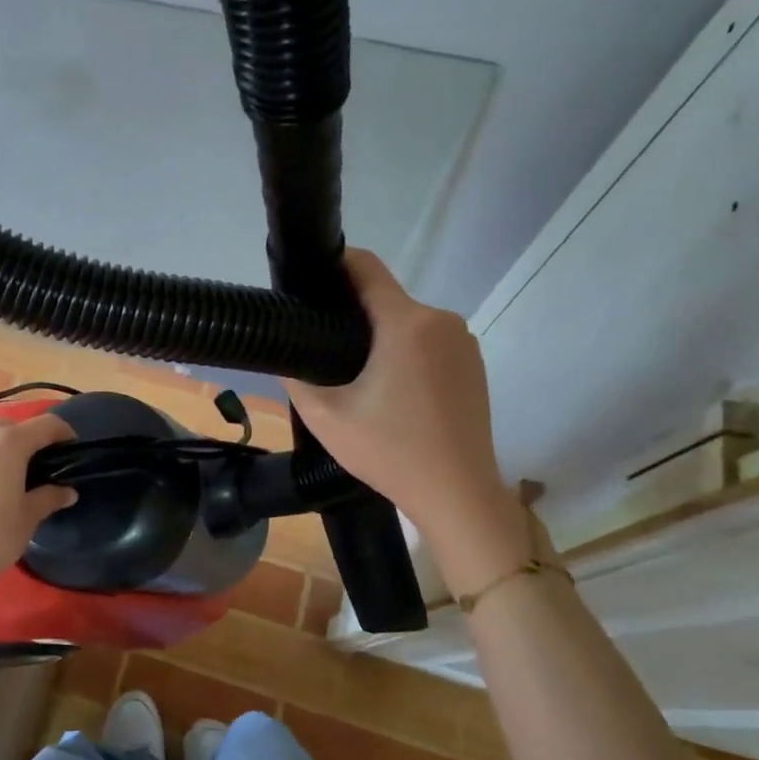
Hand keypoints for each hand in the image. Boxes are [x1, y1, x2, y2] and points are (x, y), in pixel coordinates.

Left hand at [0, 412, 77, 600]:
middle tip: (39, 467)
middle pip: (14, 425)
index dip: (64, 434)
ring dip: (1, 444)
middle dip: (30, 440)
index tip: (71, 451)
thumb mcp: (28, 517)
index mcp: (10, 441)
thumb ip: (49, 497)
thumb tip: (67, 491)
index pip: (47, 424)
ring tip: (9, 472)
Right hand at [287, 249, 529, 592]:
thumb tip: (284, 353)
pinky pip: (428, 342)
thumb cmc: (390, 453)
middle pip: (385, 298)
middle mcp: (441, 321)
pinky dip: (404, 353)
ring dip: (379, 336)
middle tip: (319, 345)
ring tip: (353, 374)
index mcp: (406, 324)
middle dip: (350, 313)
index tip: (306, 281)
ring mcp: (463, 342)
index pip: (366, 267)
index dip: (333, 265)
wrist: (458, 495)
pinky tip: (389, 390)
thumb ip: (296, 376)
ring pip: (406, 322)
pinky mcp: (474, 364)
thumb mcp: (326, 417)